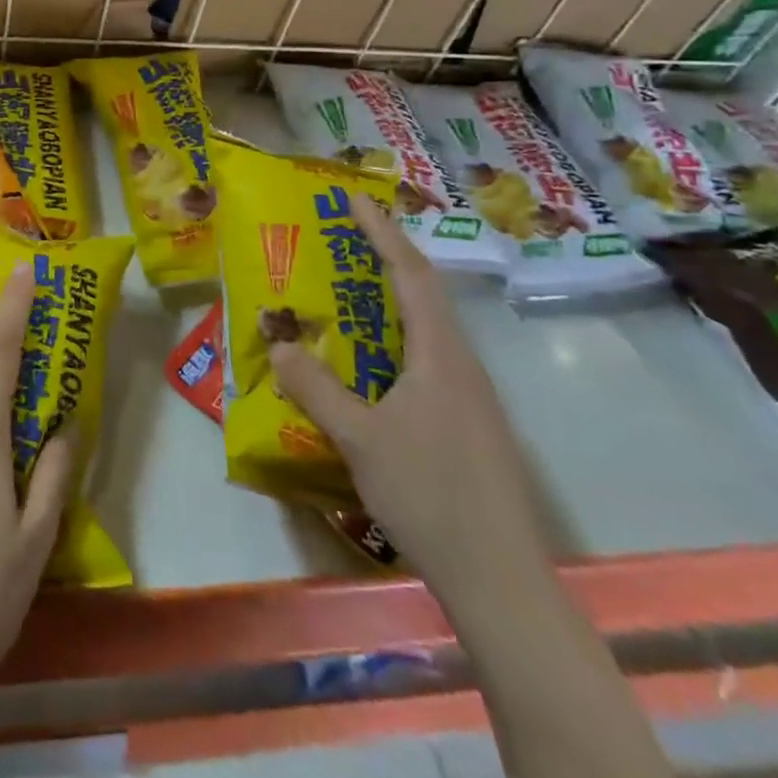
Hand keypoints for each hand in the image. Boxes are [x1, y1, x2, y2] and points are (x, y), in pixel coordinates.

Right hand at [270, 195, 544, 600]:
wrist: (500, 579)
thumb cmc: (429, 494)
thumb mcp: (359, 437)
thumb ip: (316, 387)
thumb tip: (277, 344)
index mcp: (441, 354)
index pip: (411, 274)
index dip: (381, 232)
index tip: (353, 198)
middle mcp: (461, 364)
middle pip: (423, 295)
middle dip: (382, 260)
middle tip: (338, 242)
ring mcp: (470, 397)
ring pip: (425, 331)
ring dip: (387, 304)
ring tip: (344, 297)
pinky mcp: (468, 425)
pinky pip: (425, 362)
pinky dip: (392, 344)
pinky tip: (366, 368)